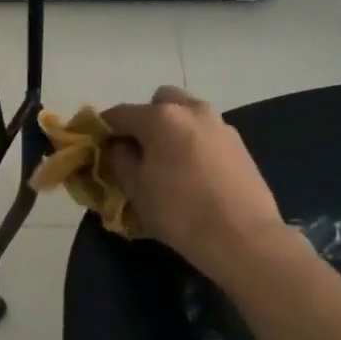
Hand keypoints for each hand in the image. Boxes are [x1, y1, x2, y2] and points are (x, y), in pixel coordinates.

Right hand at [102, 86, 285, 279]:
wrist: (243, 238)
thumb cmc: (180, 213)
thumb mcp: (137, 190)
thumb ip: (121, 160)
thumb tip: (119, 147)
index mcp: (161, 117)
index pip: (120, 113)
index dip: (104, 128)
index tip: (97, 144)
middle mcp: (192, 110)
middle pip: (160, 101)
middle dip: (145, 119)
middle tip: (139, 149)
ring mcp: (220, 125)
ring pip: (187, 114)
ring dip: (172, 129)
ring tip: (167, 162)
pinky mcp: (239, 143)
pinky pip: (206, 133)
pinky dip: (193, 142)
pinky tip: (193, 173)